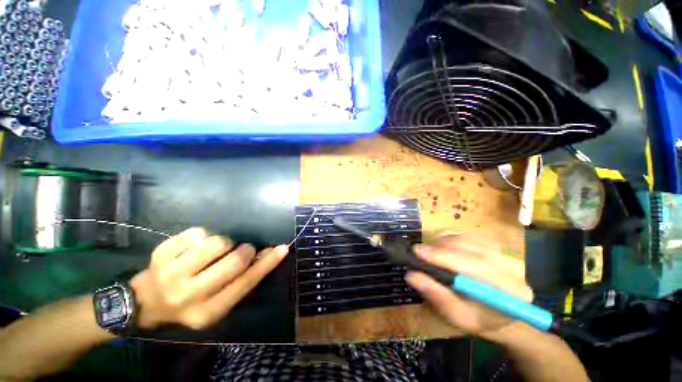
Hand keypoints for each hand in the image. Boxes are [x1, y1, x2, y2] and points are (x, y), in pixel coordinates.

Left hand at [129, 228, 288, 329]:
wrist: (144, 303)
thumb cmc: (190, 303)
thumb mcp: (219, 301)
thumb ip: (244, 280)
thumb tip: (269, 254)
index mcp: (207, 311)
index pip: (246, 283)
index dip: (267, 263)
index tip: (282, 248)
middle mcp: (188, 295)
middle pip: (234, 261)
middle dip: (244, 250)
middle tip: (240, 249)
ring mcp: (171, 273)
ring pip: (217, 242)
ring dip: (224, 242)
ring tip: (216, 250)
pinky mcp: (161, 253)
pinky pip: (198, 233)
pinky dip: (204, 236)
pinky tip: (196, 247)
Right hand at [406, 234, 532, 339]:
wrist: (495, 312)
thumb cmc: (476, 318)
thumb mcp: (455, 315)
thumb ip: (436, 295)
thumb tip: (411, 275)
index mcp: (510, 292)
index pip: (477, 267)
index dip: (445, 257)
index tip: (418, 252)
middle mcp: (514, 268)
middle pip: (472, 249)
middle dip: (441, 248)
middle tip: (418, 250)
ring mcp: (506, 253)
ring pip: (469, 240)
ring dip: (444, 243)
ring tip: (428, 251)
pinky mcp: (496, 246)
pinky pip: (469, 236)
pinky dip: (451, 239)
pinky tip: (442, 248)